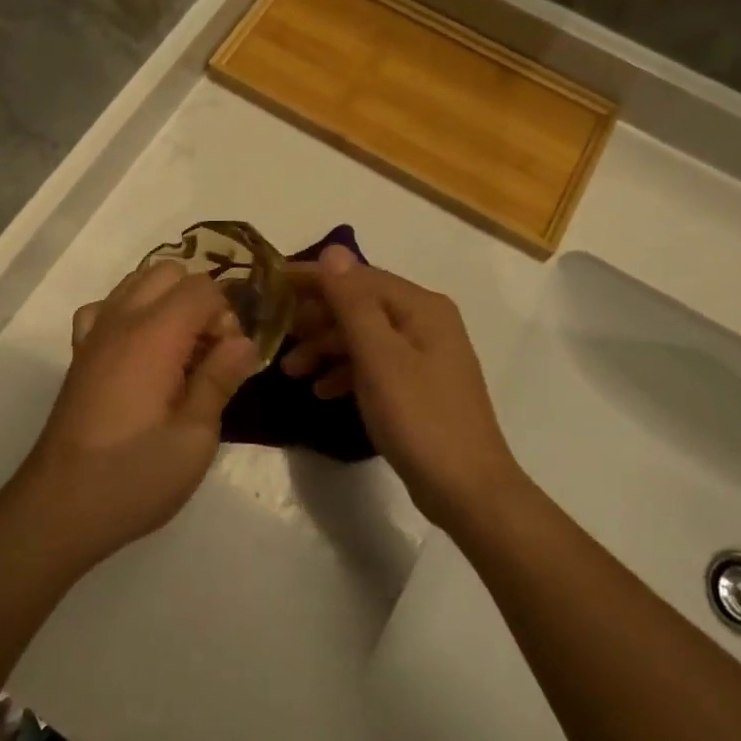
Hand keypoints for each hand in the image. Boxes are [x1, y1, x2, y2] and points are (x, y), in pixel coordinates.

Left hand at [13, 261, 259, 569]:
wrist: (60, 506)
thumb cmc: (135, 475)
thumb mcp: (195, 437)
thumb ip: (220, 379)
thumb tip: (244, 342)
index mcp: (154, 335)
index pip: (202, 286)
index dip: (226, 316)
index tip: (228, 360)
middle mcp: (121, 320)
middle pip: (169, 272)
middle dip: (199, 301)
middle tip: (207, 354)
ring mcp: (94, 334)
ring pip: (137, 282)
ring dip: (166, 303)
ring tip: (178, 354)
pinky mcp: (79, 354)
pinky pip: (107, 308)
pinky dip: (129, 314)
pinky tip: (138, 352)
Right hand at [281, 247, 524, 529]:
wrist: (468, 490)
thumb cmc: (419, 418)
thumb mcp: (379, 358)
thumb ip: (353, 303)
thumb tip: (333, 250)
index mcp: (421, 307)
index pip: (358, 277)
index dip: (315, 279)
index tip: (272, 286)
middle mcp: (426, 321)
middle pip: (361, 305)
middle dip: (318, 319)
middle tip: (278, 335)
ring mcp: (425, 354)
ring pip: (365, 337)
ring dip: (327, 348)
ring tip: (291, 371)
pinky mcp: (419, 384)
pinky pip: (375, 364)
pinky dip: (347, 372)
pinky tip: (322, 391)